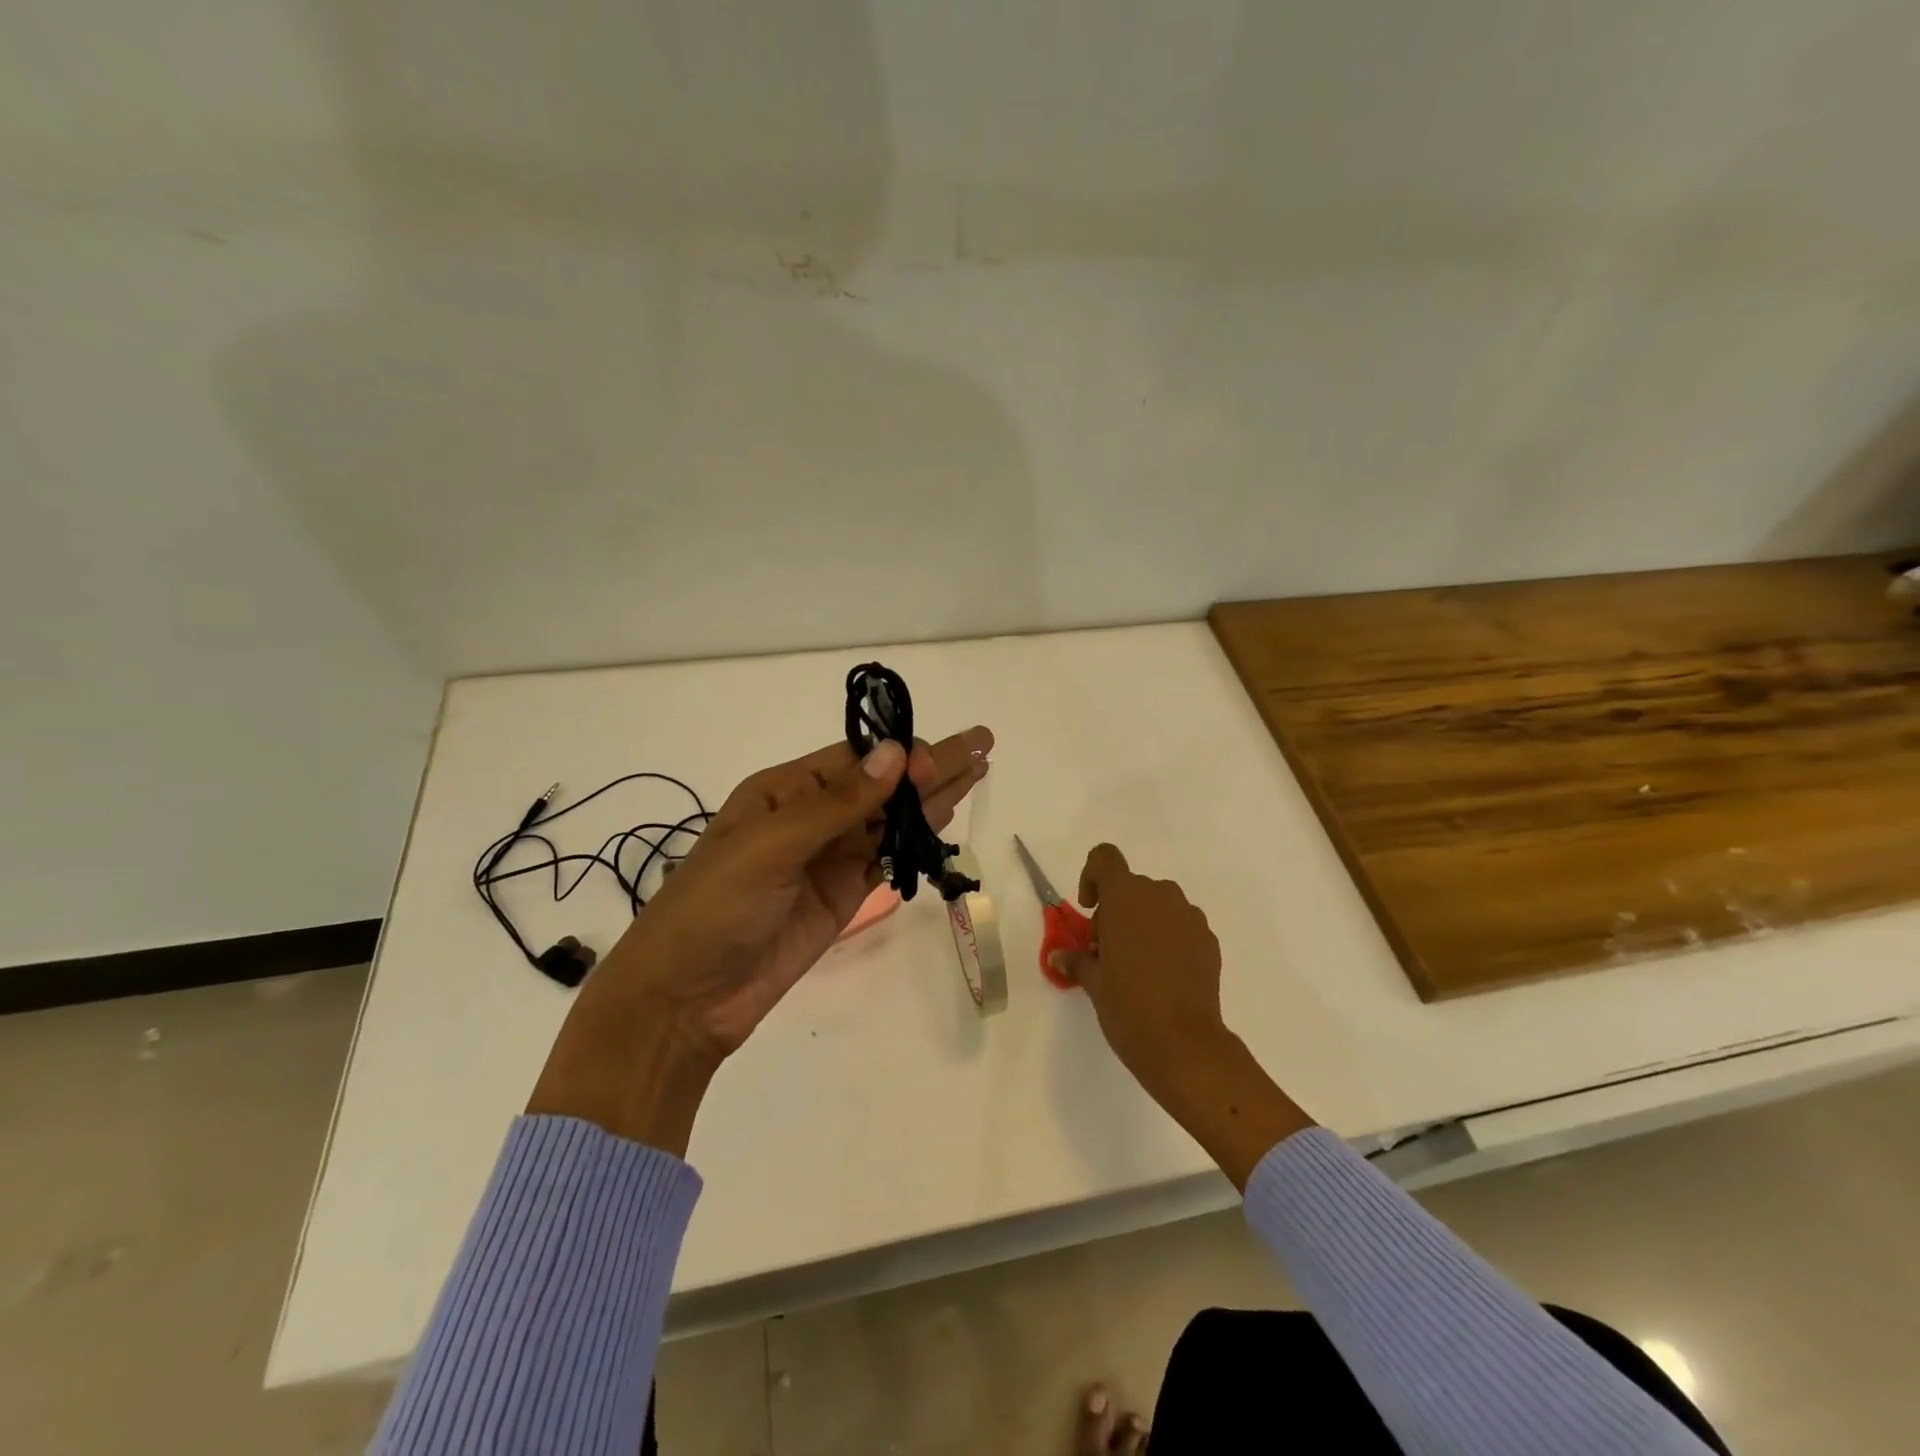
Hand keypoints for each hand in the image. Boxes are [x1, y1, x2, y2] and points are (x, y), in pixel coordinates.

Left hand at [528, 724, 992, 1151]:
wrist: (685, 999)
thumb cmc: (713, 908)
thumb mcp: (769, 846)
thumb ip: (838, 804)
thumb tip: (897, 754)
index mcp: (783, 791)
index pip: (854, 761)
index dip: (900, 755)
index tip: (943, 756)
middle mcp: (810, 817)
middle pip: (882, 784)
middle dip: (931, 764)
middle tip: (983, 744)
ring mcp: (829, 858)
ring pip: (891, 819)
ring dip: (934, 796)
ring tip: (978, 770)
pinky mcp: (843, 895)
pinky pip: (888, 857)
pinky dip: (918, 838)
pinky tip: (946, 816)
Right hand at [1046, 844, 1230, 1106]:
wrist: (1184, 1042)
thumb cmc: (1127, 1004)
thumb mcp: (1093, 982)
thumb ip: (1076, 960)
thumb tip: (1059, 956)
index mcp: (1125, 895)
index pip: (1105, 858)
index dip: (1092, 876)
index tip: (1091, 909)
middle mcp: (1160, 895)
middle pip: (1132, 887)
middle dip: (1116, 911)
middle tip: (1107, 951)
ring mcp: (1189, 916)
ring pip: (1159, 906)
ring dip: (1144, 924)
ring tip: (1137, 966)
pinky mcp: (1208, 940)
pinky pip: (1182, 927)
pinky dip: (1169, 940)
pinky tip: (1163, 977)